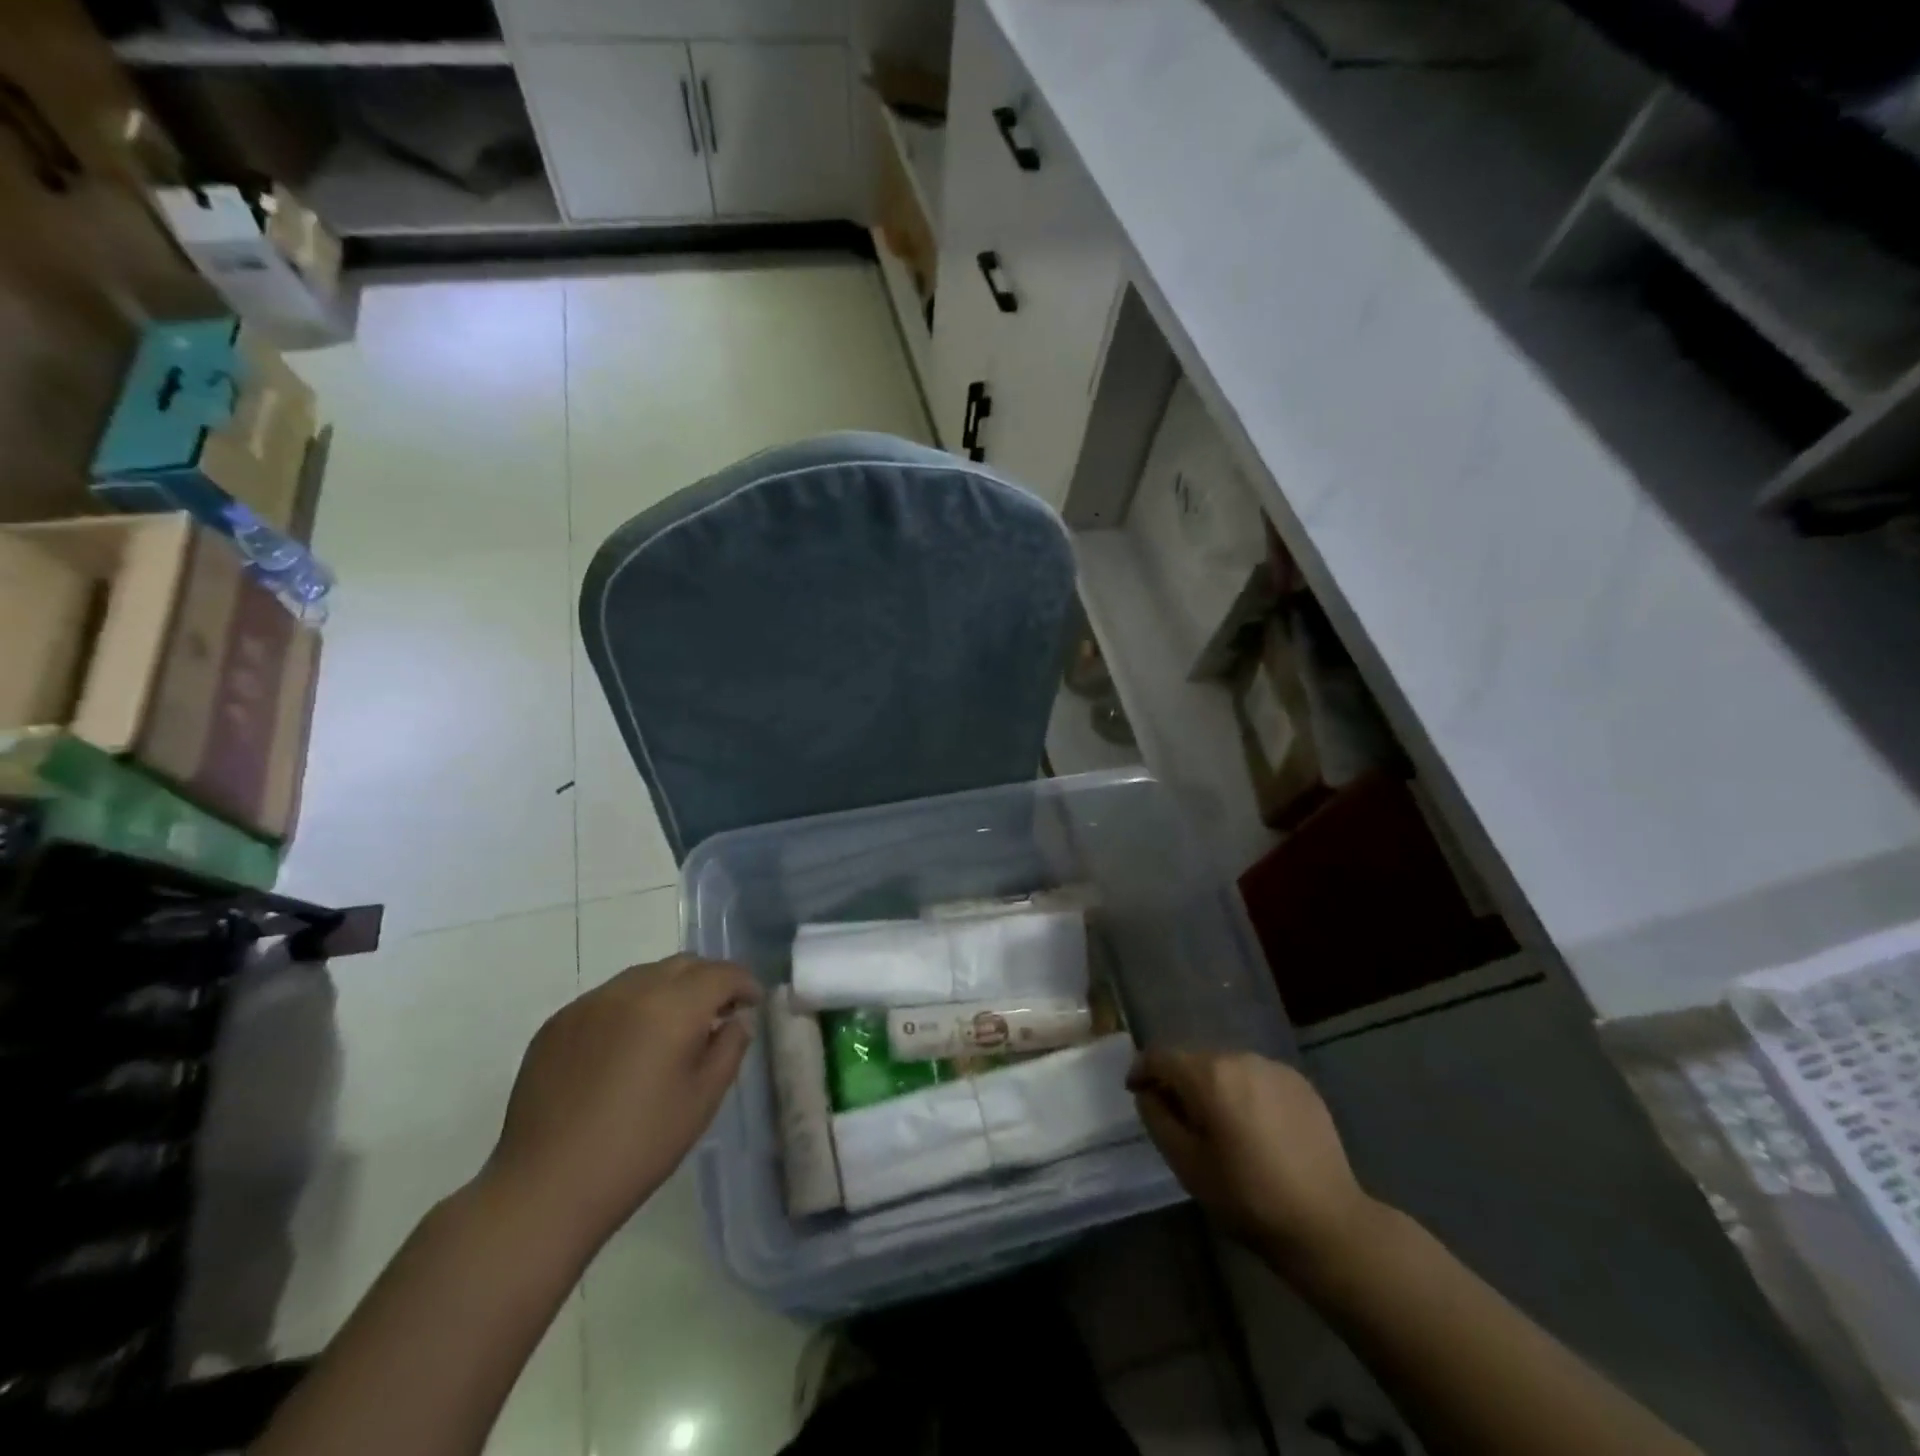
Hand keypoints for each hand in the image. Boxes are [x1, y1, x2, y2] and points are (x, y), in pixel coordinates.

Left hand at [483, 955, 762, 1252]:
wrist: (544, 1189)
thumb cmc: (638, 1147)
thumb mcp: (703, 1100)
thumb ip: (729, 1048)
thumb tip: (734, 1021)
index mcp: (672, 1007)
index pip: (721, 973)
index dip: (743, 983)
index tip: (752, 1003)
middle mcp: (630, 990)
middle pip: (683, 965)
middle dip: (708, 980)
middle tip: (718, 1013)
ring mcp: (589, 1003)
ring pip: (643, 976)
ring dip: (669, 990)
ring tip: (672, 1029)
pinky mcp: (558, 1023)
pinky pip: (608, 998)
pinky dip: (630, 1008)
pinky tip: (627, 1048)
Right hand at [1128, 1049, 1375, 1271]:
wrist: (1327, 1223)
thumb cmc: (1247, 1198)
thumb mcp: (1187, 1165)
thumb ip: (1158, 1119)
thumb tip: (1148, 1093)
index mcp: (1209, 1075)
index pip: (1161, 1056)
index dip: (1142, 1070)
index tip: (1135, 1091)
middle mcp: (1240, 1058)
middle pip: (1196, 1061)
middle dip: (1181, 1083)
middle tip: (1180, 1119)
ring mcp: (1274, 1068)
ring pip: (1229, 1068)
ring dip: (1216, 1088)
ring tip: (1221, 1126)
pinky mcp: (1301, 1083)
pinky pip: (1258, 1078)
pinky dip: (1247, 1094)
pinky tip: (1256, 1129)